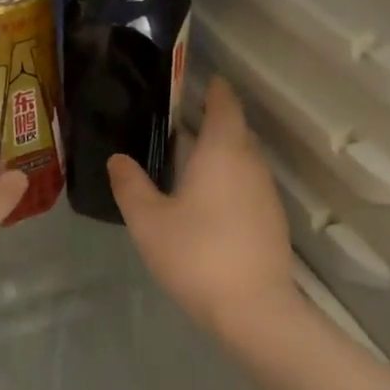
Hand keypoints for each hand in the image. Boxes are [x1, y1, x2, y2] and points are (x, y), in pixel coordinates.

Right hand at [108, 77, 294, 333]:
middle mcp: (250, 163)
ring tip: (189, 162)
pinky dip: (230, 180)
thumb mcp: (148, 221)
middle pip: (236, 130)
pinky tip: (208, 202)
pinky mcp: (272, 219)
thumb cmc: (196, 254)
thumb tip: (118, 159)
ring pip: (244, 159)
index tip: (200, 81)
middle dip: (213, 122)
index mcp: (222, 151)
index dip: (214, 89)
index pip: (224, 104)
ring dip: (221, 154)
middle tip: (179, 124)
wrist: (253, 308)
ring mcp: (266, 192)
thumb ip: (131, 185)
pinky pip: (248, 184)